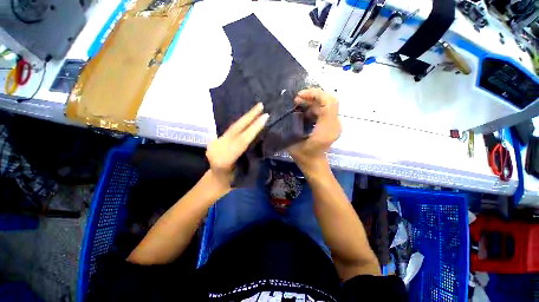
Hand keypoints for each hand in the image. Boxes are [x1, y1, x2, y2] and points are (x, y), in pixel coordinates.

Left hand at [206, 102, 269, 188]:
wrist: (215, 181)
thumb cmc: (232, 182)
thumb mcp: (244, 173)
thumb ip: (249, 156)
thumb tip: (258, 137)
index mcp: (225, 159)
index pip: (242, 140)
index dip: (254, 128)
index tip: (265, 117)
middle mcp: (217, 148)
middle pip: (235, 129)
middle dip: (249, 116)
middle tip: (260, 105)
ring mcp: (214, 143)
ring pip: (232, 127)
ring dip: (245, 117)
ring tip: (256, 109)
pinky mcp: (214, 140)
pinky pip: (230, 129)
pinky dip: (240, 123)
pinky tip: (247, 118)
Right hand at [288, 88, 340, 167]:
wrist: (314, 164)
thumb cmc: (303, 156)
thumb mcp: (293, 142)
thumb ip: (293, 125)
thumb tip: (290, 108)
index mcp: (326, 129)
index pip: (328, 103)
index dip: (315, 95)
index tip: (299, 96)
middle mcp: (335, 125)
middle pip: (330, 100)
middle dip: (313, 96)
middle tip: (297, 99)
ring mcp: (335, 124)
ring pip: (327, 104)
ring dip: (312, 101)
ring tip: (298, 103)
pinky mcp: (332, 125)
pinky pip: (325, 109)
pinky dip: (314, 106)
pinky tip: (304, 110)